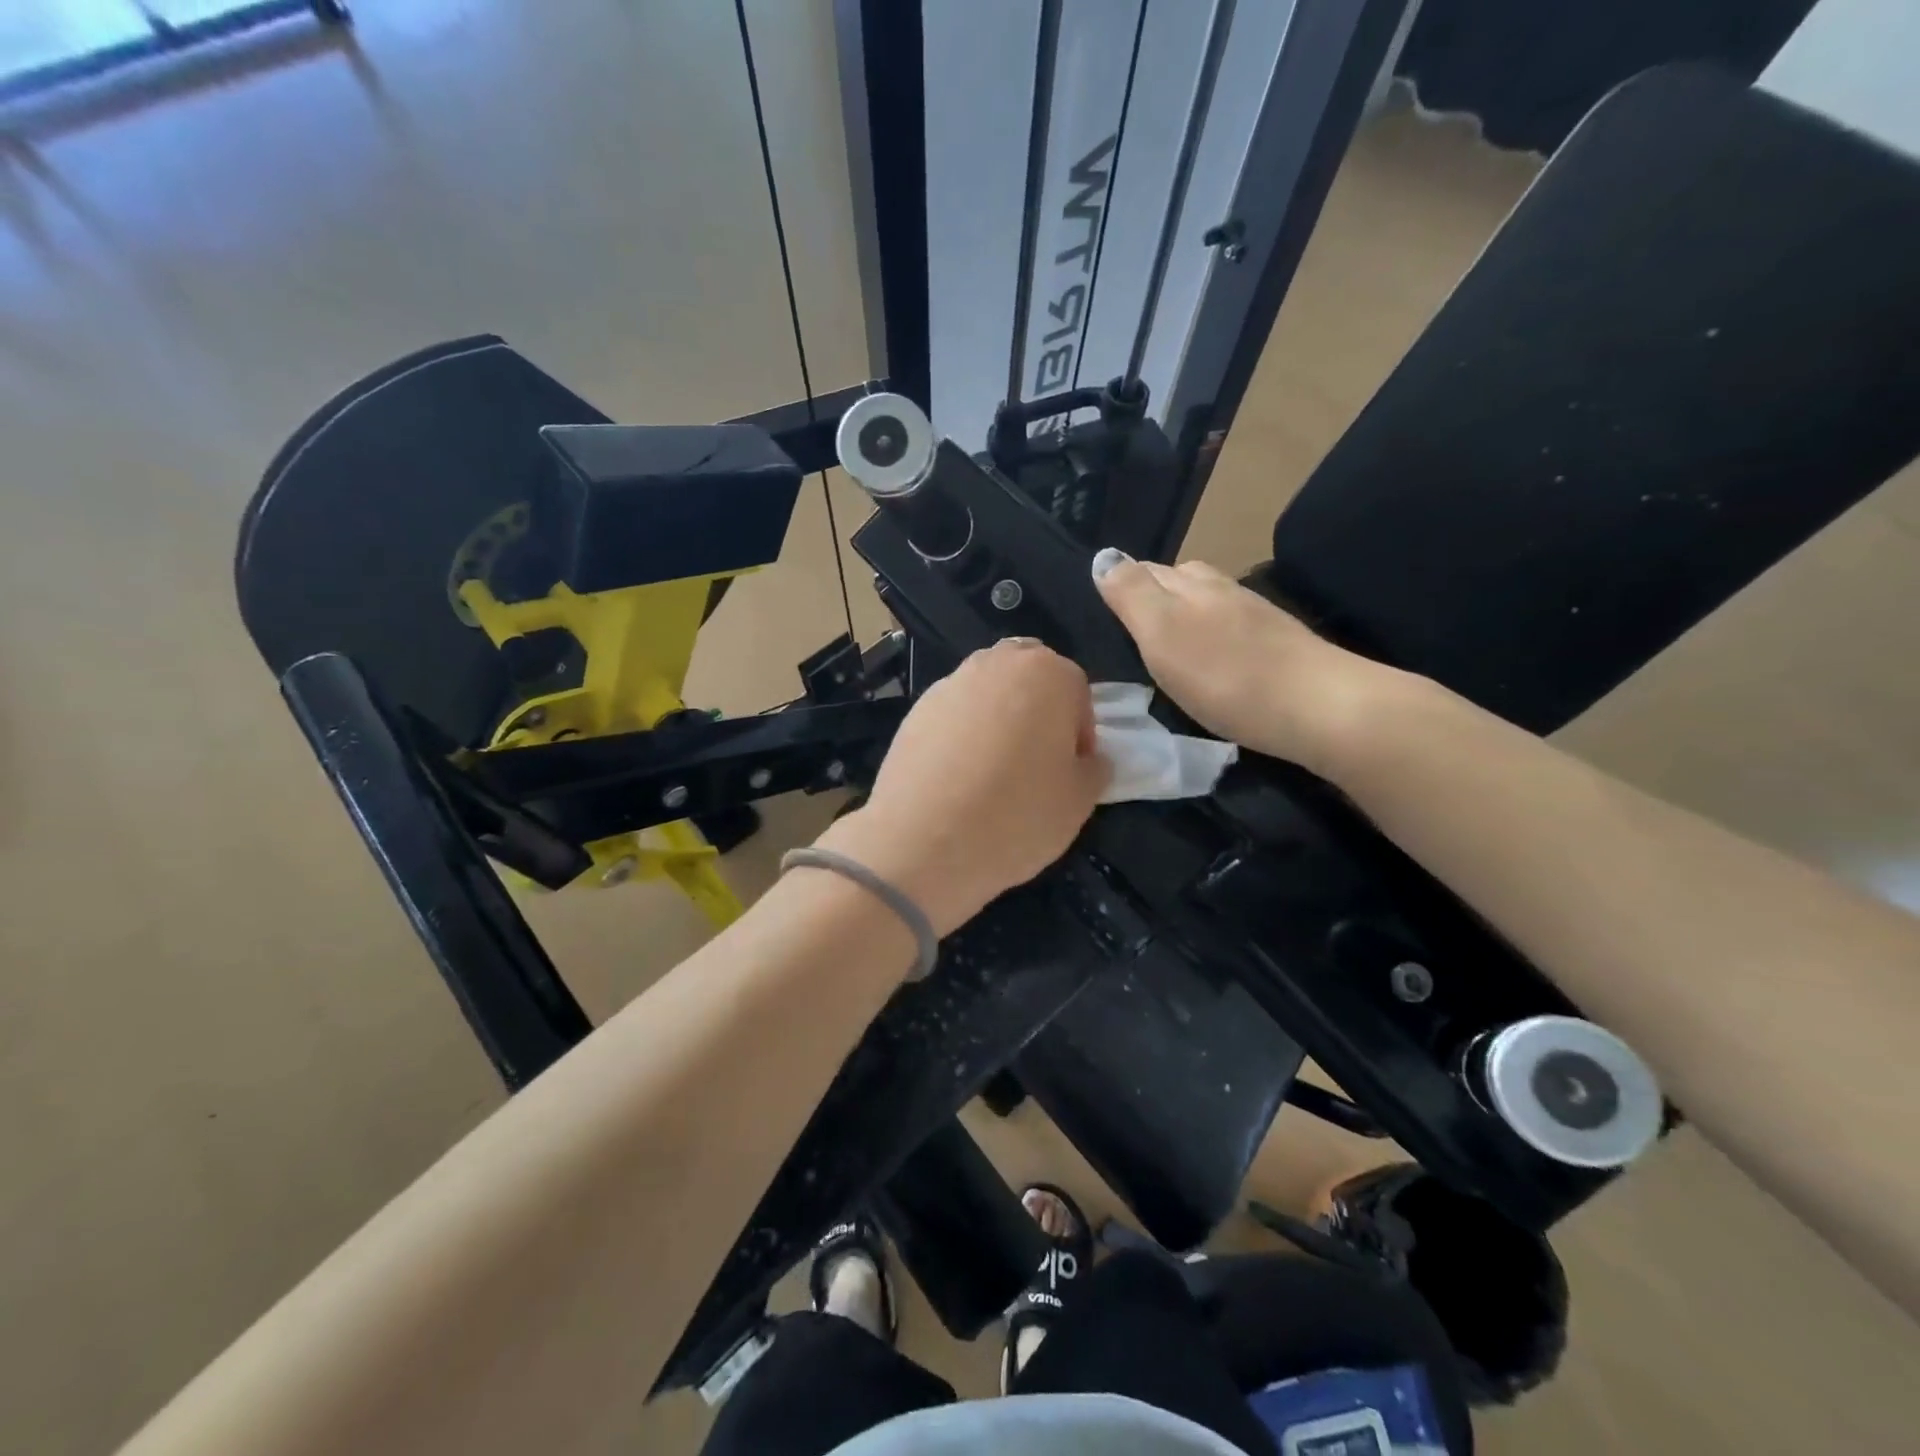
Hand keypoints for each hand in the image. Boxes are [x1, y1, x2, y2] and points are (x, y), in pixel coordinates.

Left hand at [816, 639, 1109, 935]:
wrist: (924, 840)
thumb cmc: (1017, 815)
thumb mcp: (1079, 802)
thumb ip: (1094, 769)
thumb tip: (1089, 759)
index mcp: (1048, 674)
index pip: (1077, 692)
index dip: (1079, 733)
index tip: (1070, 770)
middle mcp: (997, 664)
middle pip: (1029, 678)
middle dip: (1038, 711)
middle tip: (1035, 761)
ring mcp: (951, 683)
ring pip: (988, 692)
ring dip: (999, 718)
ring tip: (993, 770)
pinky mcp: (915, 709)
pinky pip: (953, 714)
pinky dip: (962, 733)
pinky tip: (958, 777)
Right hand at [1092, 550, 1399, 772]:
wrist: (1317, 706)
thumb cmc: (1225, 674)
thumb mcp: (1162, 633)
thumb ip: (1131, 594)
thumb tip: (1103, 555)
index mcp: (1189, 583)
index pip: (1143, 569)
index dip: (1121, 582)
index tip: (1101, 607)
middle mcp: (1221, 589)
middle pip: (1177, 580)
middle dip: (1151, 594)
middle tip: (1127, 629)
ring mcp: (1254, 615)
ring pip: (1206, 602)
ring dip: (1183, 615)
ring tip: (1165, 645)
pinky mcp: (1277, 644)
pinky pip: (1229, 628)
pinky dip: (1210, 636)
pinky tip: (1209, 659)